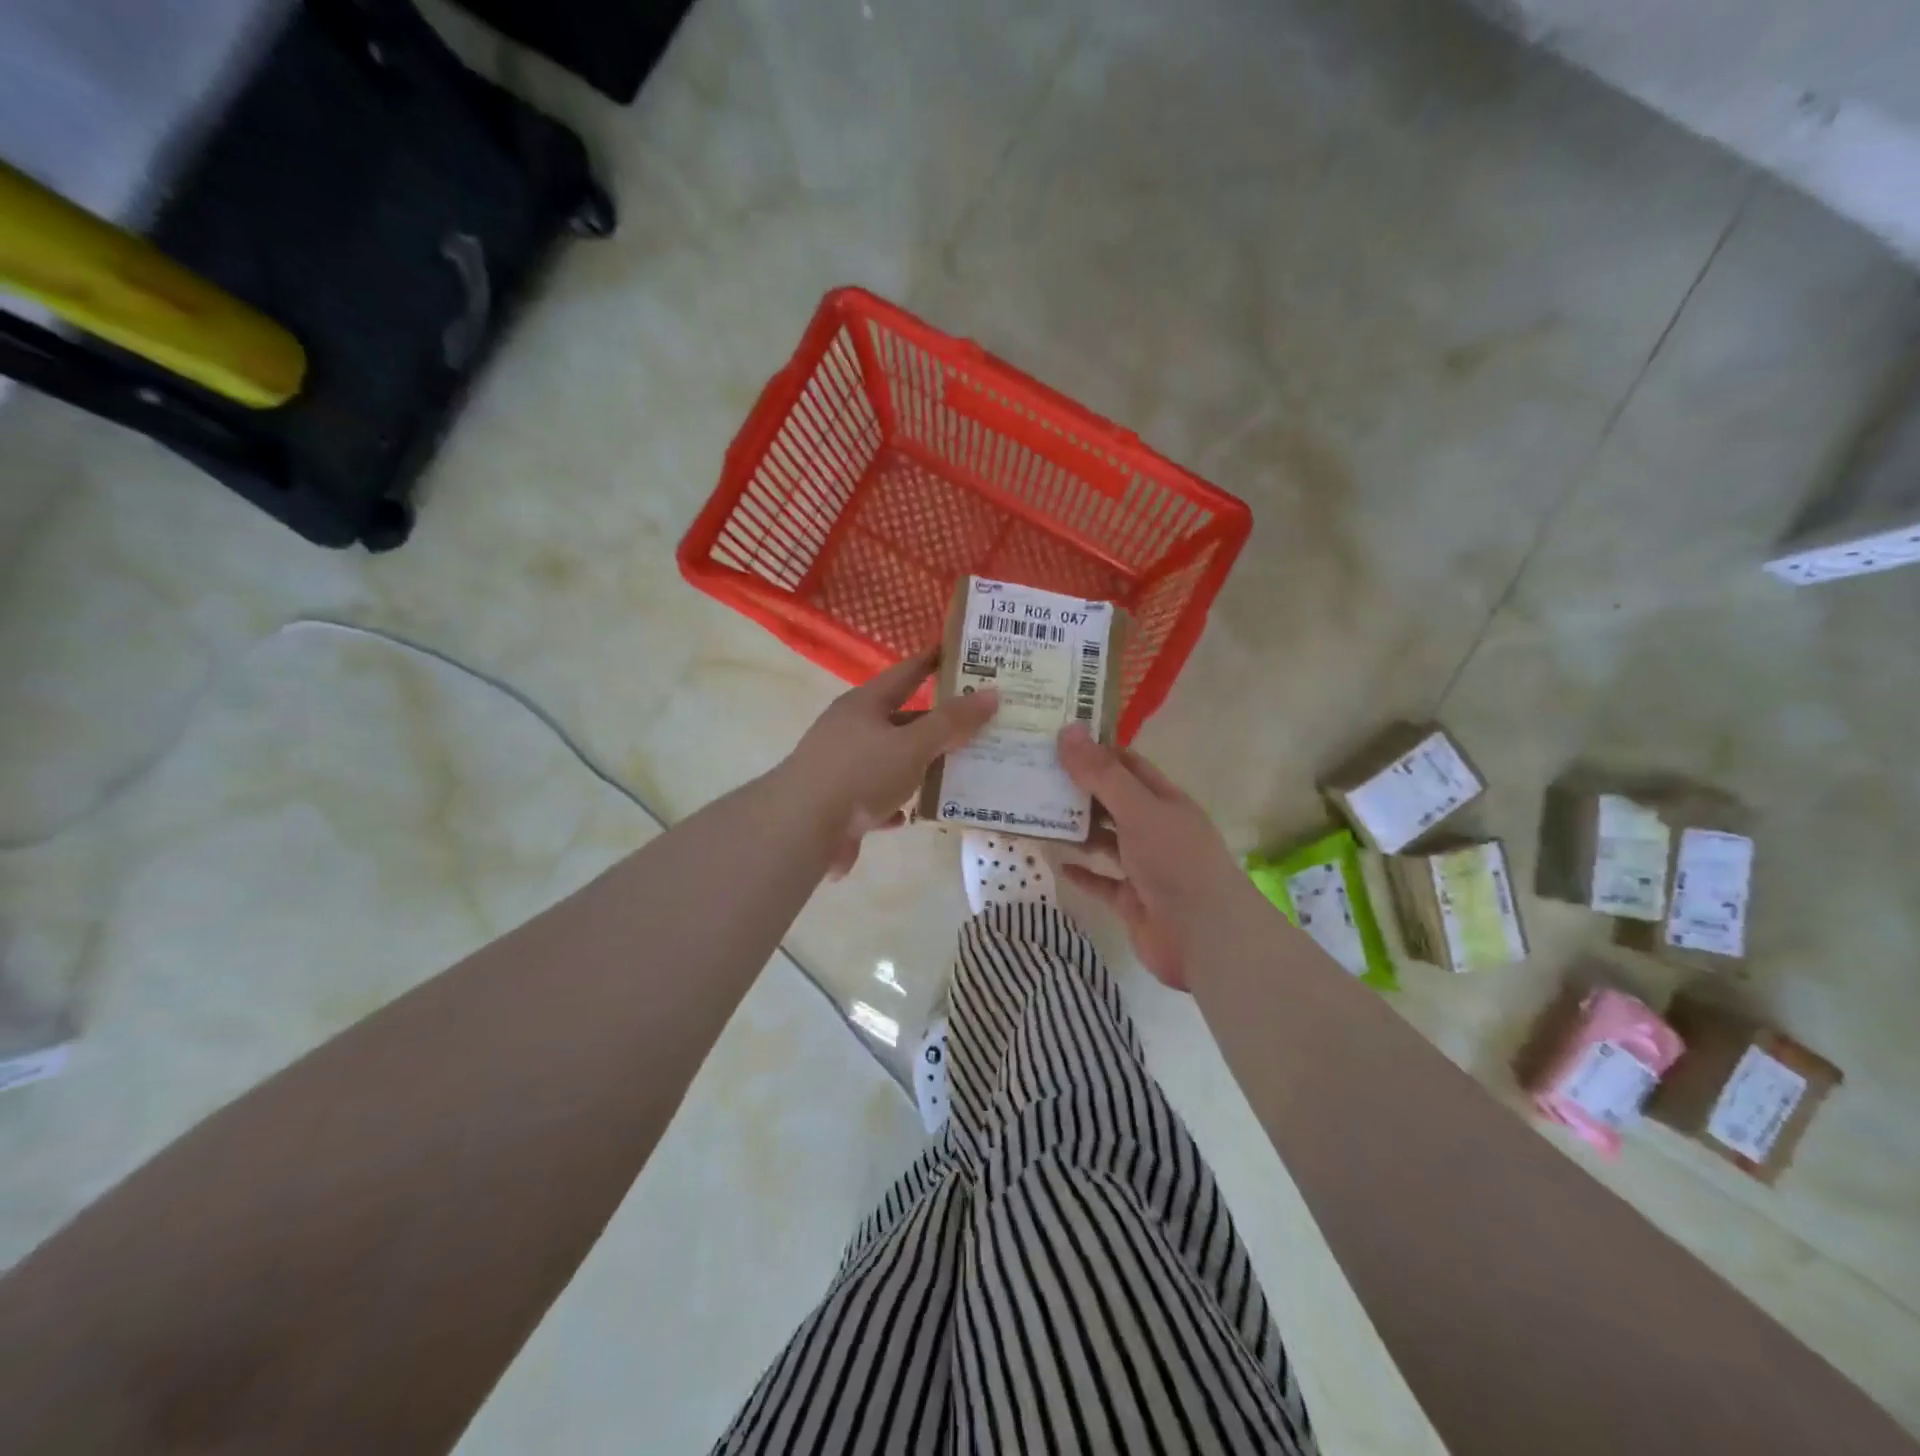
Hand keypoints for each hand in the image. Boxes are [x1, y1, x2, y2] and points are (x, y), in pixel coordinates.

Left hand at [781, 649, 999, 879]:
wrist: (800, 827)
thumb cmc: (860, 774)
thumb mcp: (913, 745)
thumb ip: (952, 723)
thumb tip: (991, 694)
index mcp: (865, 705)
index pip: (905, 673)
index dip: (931, 661)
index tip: (957, 652)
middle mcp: (849, 729)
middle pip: (899, 720)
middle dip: (933, 723)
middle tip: (972, 723)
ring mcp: (840, 767)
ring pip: (888, 761)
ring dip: (916, 766)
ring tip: (953, 770)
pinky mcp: (836, 803)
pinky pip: (875, 798)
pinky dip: (894, 803)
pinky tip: (911, 814)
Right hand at [1054, 723, 1258, 989]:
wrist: (1205, 937)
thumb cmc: (1175, 862)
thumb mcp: (1138, 809)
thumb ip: (1102, 774)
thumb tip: (1068, 730)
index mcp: (1164, 801)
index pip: (1127, 765)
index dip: (1095, 750)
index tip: (1055, 739)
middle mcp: (1155, 829)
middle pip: (1112, 802)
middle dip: (1078, 790)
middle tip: (1034, 775)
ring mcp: (1144, 867)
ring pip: (1105, 841)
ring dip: (1076, 829)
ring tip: (1036, 814)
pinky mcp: (1132, 901)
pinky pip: (1101, 881)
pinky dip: (1081, 872)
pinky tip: (1056, 861)